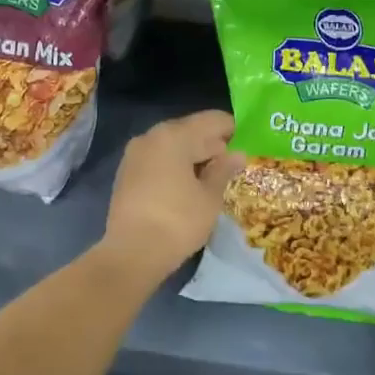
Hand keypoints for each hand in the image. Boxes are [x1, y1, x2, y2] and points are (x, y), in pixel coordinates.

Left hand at [102, 110, 241, 276]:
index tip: (247, 143)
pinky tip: (189, 184)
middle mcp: (151, 136)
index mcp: (173, 135)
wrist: (132, 254)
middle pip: (189, 130)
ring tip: (213, 176)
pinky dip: (175, 165)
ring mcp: (135, 155)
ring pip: (172, 145)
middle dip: (212, 143)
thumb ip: (224, 170)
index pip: (211, 120)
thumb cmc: (178, 221)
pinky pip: (158, 159)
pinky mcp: (126, 174)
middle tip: (233, 162)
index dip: (232, 129)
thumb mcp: (209, 197)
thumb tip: (236, 154)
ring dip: (193, 155)